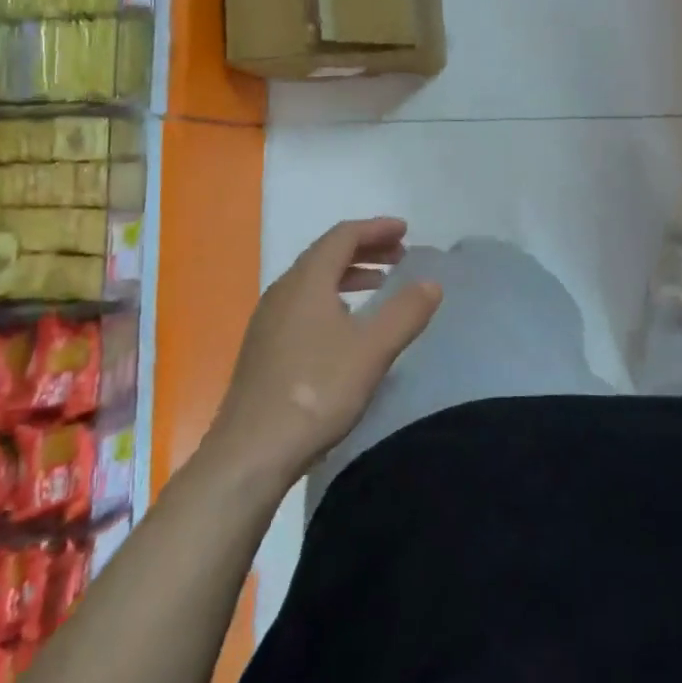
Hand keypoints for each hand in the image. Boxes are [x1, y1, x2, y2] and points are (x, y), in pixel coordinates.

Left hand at [207, 219, 441, 489]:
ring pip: (313, 281)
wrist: (250, 452)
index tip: (405, 230)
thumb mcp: (372, 350)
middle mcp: (283, 291)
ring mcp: (268, 320)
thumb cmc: (316, 391)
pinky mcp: (263, 347)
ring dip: (349, 275)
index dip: (376, 229)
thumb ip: (405, 312)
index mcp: (307, 281)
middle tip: (399, 256)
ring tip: (379, 285)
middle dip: (365, 249)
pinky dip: (331, 297)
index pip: (343, 236)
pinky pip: (303, 303)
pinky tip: (346, 326)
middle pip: (326, 254)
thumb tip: (431, 283)